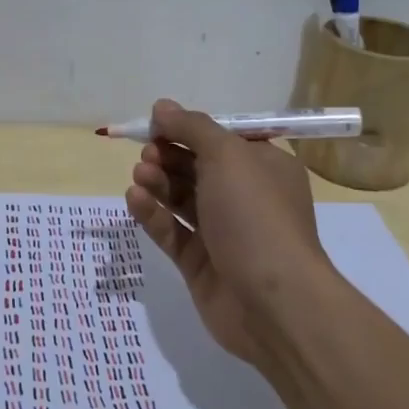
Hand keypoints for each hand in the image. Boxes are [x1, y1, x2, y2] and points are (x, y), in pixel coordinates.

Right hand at [124, 98, 332, 363]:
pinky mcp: (200, 264)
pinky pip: (172, 231)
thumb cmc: (255, 215)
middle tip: (147, 152)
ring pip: (182, 199)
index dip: (189, 129)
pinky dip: (153, 214)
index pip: (223, 139)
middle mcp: (245, 197)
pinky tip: (134, 198)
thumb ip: (192, 127)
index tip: (157, 123)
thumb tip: (162, 107)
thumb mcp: (227, 156)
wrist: (273, 302)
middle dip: (170, 155)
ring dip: (159, 182)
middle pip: (198, 167)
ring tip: (140, 174)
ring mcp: (223, 233)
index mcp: (264, 167)